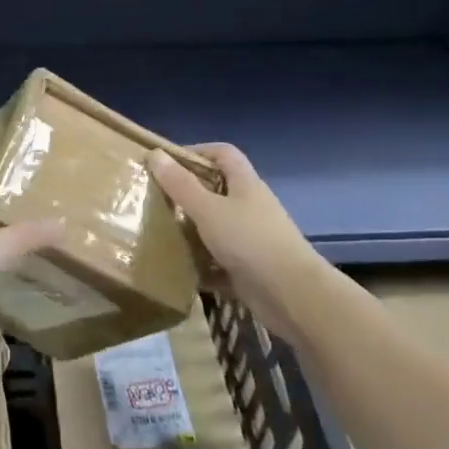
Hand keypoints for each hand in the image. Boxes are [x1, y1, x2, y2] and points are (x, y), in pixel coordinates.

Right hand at [151, 144, 318, 338]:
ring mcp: (252, 238)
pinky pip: (220, 259)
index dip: (196, 151)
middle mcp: (250, 206)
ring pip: (217, 225)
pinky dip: (202, 263)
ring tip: (161, 232)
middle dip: (188, 193)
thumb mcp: (208, 209)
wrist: (293, 297)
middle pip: (217, 189)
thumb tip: (155, 154)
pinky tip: (180, 268)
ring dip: (192, 229)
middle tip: (157, 199)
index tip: (167, 163)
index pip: (222, 153)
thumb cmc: (250, 241)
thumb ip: (181, 184)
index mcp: (245, 184)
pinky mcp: (250, 267)